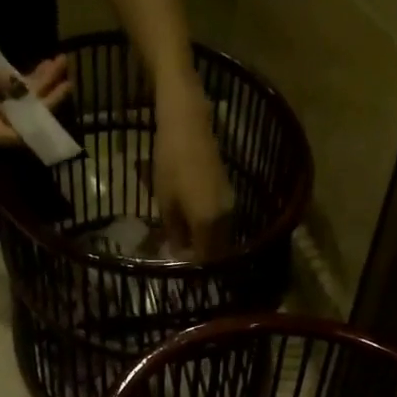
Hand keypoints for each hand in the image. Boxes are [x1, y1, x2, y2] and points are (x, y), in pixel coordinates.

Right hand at [0, 30, 73, 145]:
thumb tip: (13, 83)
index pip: (10, 134)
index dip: (33, 126)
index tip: (53, 105)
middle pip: (20, 116)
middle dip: (45, 98)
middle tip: (65, 75)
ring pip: (18, 100)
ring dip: (39, 85)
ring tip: (60, 63)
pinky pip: (8, 86)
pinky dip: (25, 77)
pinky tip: (41, 64)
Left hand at [153, 85, 232, 257]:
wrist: (188, 124)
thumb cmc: (170, 162)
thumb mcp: (165, 202)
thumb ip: (174, 231)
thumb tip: (177, 251)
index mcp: (209, 223)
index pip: (205, 259)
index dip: (193, 269)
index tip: (179, 273)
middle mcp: (226, 217)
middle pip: (217, 250)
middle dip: (201, 259)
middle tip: (181, 260)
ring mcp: (230, 204)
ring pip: (221, 236)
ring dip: (206, 243)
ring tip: (185, 244)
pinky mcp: (229, 192)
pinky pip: (221, 221)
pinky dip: (209, 229)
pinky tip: (192, 225)